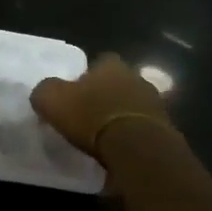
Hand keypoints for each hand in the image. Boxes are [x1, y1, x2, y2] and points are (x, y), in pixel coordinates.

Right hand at [30, 53, 174, 161]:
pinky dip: (132, 135)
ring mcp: (155, 103)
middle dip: (106, 95)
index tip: (76, 92)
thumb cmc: (92, 117)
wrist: (137, 148)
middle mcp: (137, 77)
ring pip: (133, 104)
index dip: (87, 75)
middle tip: (89, 113)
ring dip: (121, 115)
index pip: (100, 61)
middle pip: (119, 82)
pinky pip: (143, 128)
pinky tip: (119, 149)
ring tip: (104, 134)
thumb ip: (45, 90)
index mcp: (111, 65)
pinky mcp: (165, 129)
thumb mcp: (52, 100)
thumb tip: (45, 92)